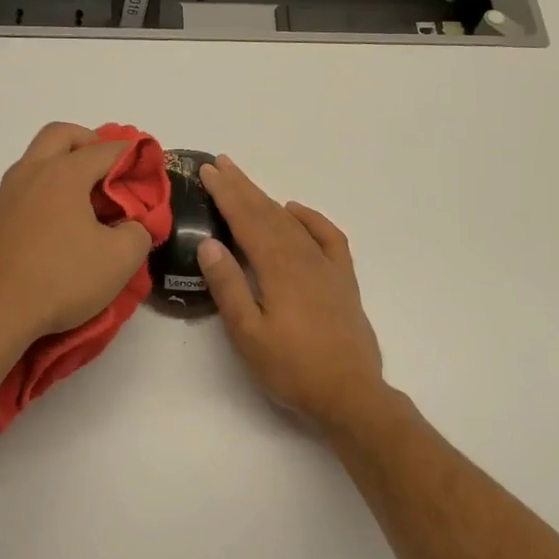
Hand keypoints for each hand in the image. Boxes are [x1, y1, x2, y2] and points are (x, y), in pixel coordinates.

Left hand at [0, 123, 153, 354]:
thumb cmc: (59, 281)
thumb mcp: (120, 260)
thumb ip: (139, 232)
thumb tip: (133, 224)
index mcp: (62, 174)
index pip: (105, 150)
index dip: (131, 156)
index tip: (146, 169)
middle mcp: (27, 174)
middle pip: (60, 135)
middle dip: (88, 142)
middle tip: (106, 169)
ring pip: (32, 164)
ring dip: (58, 171)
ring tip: (79, 206)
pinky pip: (15, 196)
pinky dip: (37, 200)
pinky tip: (46, 234)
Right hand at [195, 156, 394, 431]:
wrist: (350, 394)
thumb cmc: (292, 369)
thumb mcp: (249, 334)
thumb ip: (229, 287)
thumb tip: (209, 244)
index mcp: (278, 268)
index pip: (246, 220)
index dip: (226, 193)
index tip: (208, 170)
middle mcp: (303, 257)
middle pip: (268, 213)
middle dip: (242, 187)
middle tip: (221, 164)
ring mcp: (327, 267)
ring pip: (292, 222)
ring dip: (268, 199)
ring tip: (247, 183)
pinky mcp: (343, 279)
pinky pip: (328, 237)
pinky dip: (311, 219)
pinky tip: (296, 211)